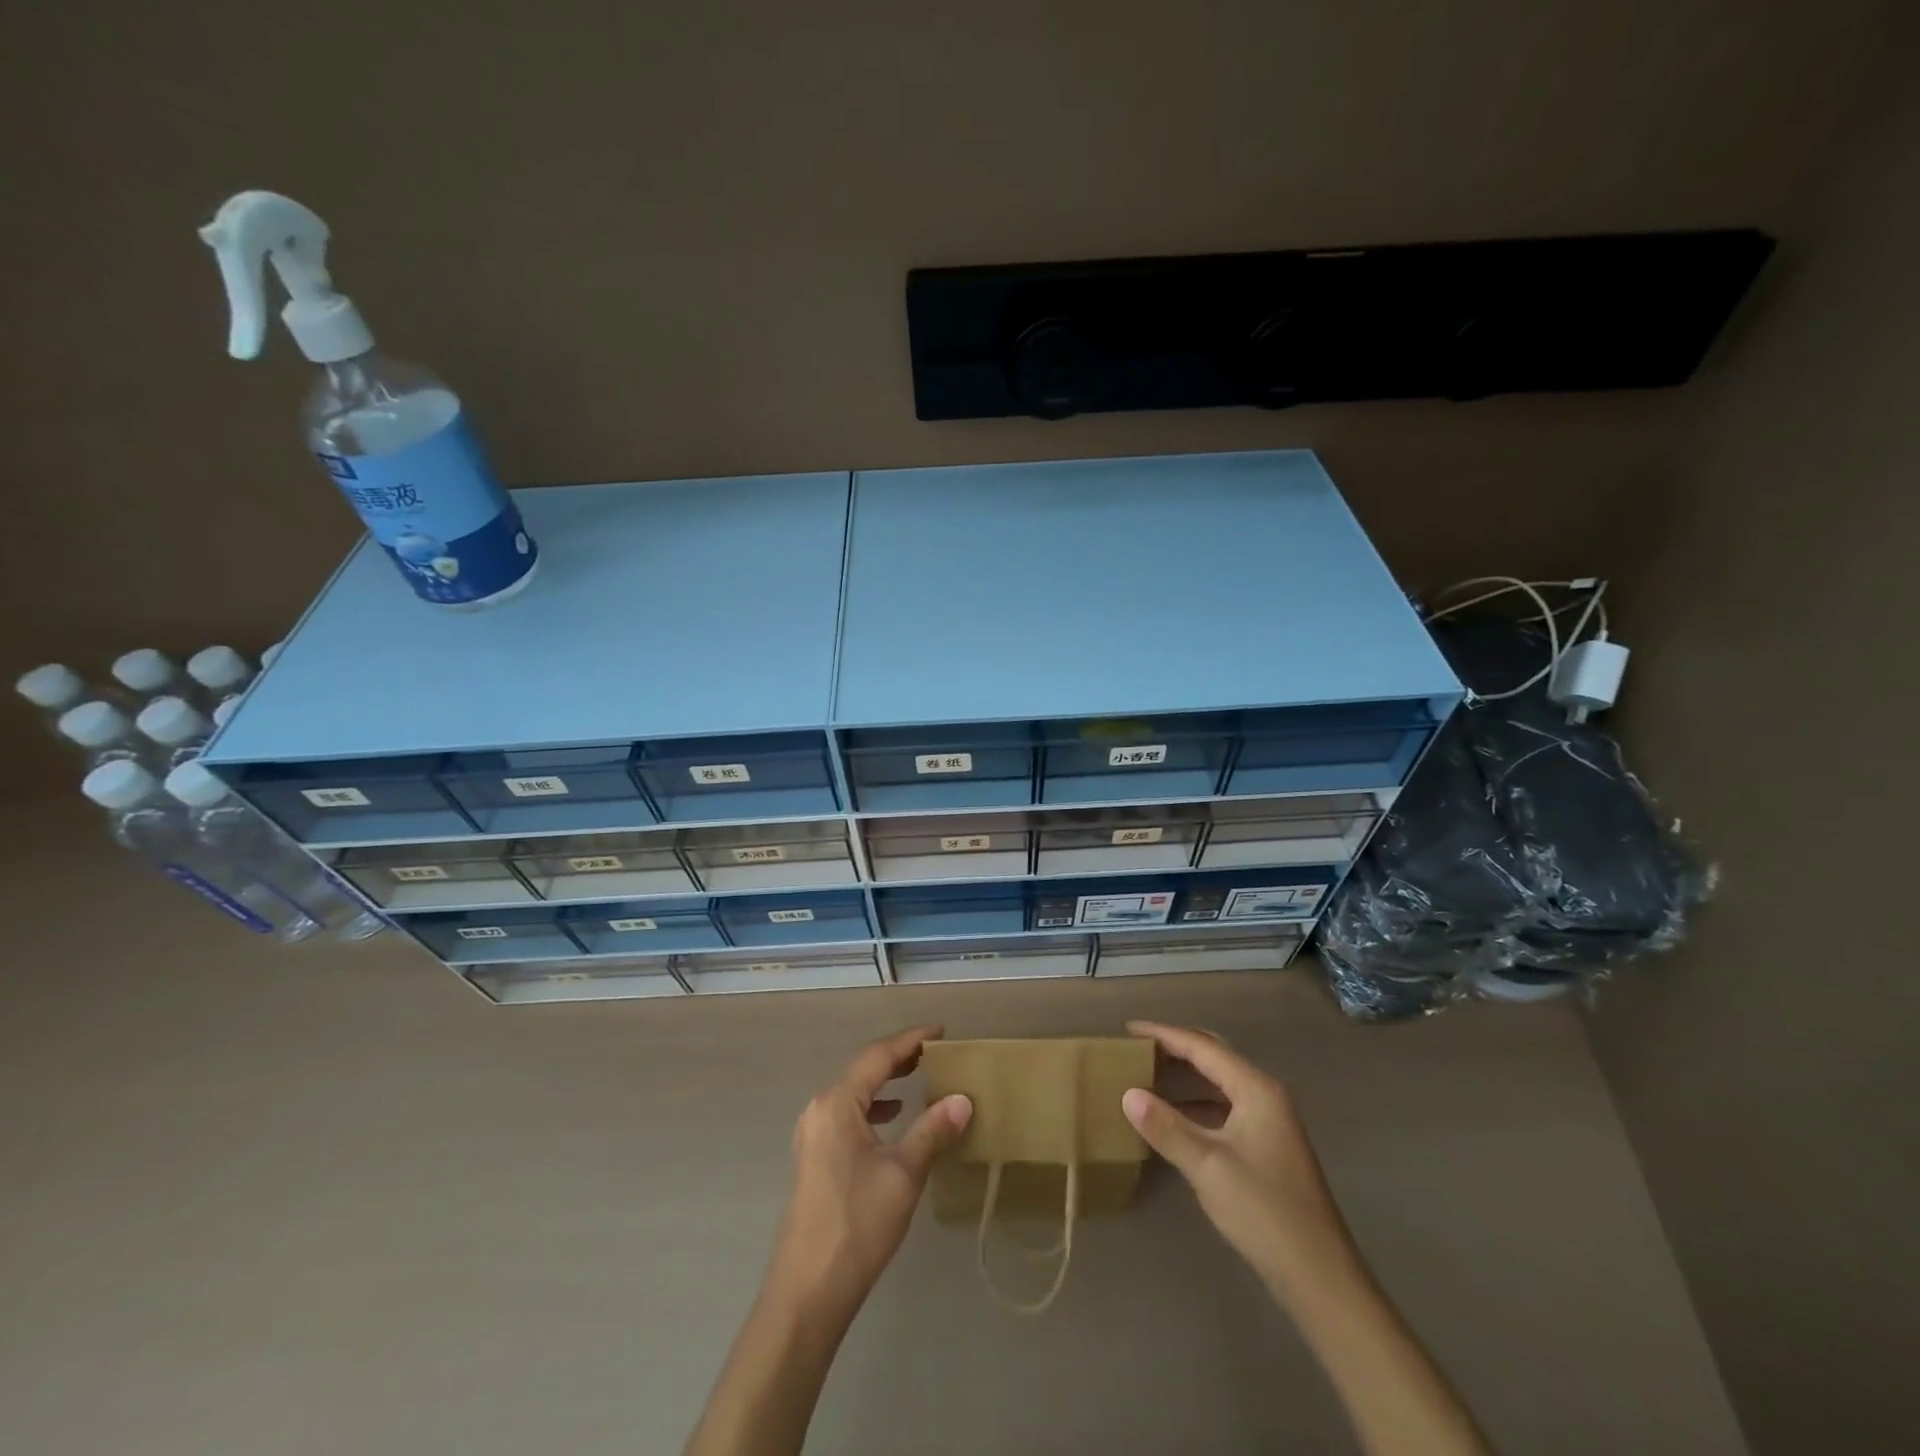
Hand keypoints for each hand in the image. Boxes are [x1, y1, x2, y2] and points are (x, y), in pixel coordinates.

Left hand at [765, 1026, 972, 1326]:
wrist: (808, 1291)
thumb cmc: (858, 1224)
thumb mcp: (904, 1174)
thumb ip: (933, 1131)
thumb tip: (963, 1099)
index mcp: (837, 1103)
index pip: (878, 1056)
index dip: (910, 1040)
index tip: (941, 1032)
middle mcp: (820, 1109)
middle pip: (863, 1069)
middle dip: (898, 1057)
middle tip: (934, 1052)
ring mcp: (813, 1134)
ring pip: (854, 1092)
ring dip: (885, 1081)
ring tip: (918, 1076)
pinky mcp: (815, 1157)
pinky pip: (847, 1113)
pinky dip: (873, 1106)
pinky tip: (892, 1118)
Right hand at [1122, 1020, 1359, 1301]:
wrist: (1319, 1277)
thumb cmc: (1263, 1211)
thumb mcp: (1207, 1166)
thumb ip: (1166, 1127)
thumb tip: (1128, 1094)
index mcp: (1256, 1089)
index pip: (1202, 1047)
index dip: (1164, 1035)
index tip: (1129, 1030)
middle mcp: (1265, 1096)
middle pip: (1214, 1057)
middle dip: (1176, 1048)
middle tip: (1137, 1048)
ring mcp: (1269, 1122)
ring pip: (1219, 1083)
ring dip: (1185, 1077)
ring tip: (1148, 1076)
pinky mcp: (1266, 1147)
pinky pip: (1224, 1108)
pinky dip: (1196, 1105)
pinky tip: (1173, 1118)